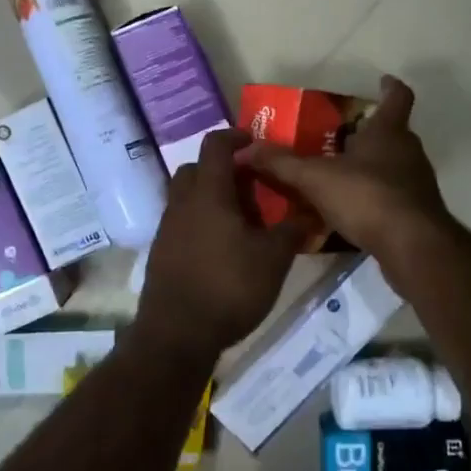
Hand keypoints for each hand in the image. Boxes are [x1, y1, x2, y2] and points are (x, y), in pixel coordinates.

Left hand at [135, 128, 304, 357]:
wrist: (176, 334)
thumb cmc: (229, 287)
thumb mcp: (273, 259)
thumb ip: (292, 230)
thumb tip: (310, 211)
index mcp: (208, 193)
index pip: (215, 145)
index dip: (236, 136)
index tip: (256, 143)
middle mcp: (181, 202)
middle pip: (196, 169)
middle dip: (222, 169)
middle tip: (251, 185)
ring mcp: (167, 228)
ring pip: (187, 196)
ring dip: (211, 197)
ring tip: (241, 219)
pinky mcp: (161, 252)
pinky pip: (181, 222)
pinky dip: (200, 222)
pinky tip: (222, 247)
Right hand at [240, 75, 452, 279]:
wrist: (413, 247)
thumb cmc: (367, 197)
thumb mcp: (315, 178)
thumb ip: (282, 164)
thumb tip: (245, 149)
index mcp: (388, 132)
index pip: (397, 97)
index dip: (390, 87)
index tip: (382, 81)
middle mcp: (408, 152)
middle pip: (392, 133)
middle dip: (368, 133)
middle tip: (338, 137)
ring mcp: (416, 184)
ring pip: (392, 166)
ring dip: (369, 167)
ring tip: (337, 175)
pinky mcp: (416, 213)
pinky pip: (391, 196)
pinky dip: (372, 197)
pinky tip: (348, 211)